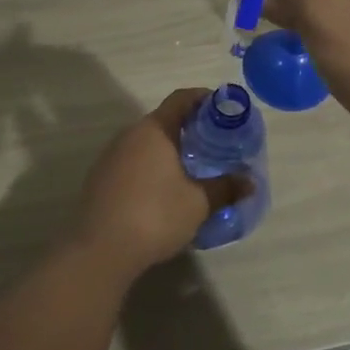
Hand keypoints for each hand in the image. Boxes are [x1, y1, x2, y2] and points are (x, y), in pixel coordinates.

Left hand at [74, 89, 250, 278]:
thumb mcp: (198, 203)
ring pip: (147, 142)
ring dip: (170, 150)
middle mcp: (130, 135)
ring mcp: (111, 156)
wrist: (99, 251)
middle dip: (190, 128)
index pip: (181, 99)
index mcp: (154, 130)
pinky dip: (152, 166)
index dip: (204, 98)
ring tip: (193, 168)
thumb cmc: (154, 216)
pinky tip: (164, 190)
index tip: (224, 109)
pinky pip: (134, 161)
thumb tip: (250, 182)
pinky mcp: (101, 179)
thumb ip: (225, 188)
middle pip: (164, 120)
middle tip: (215, 144)